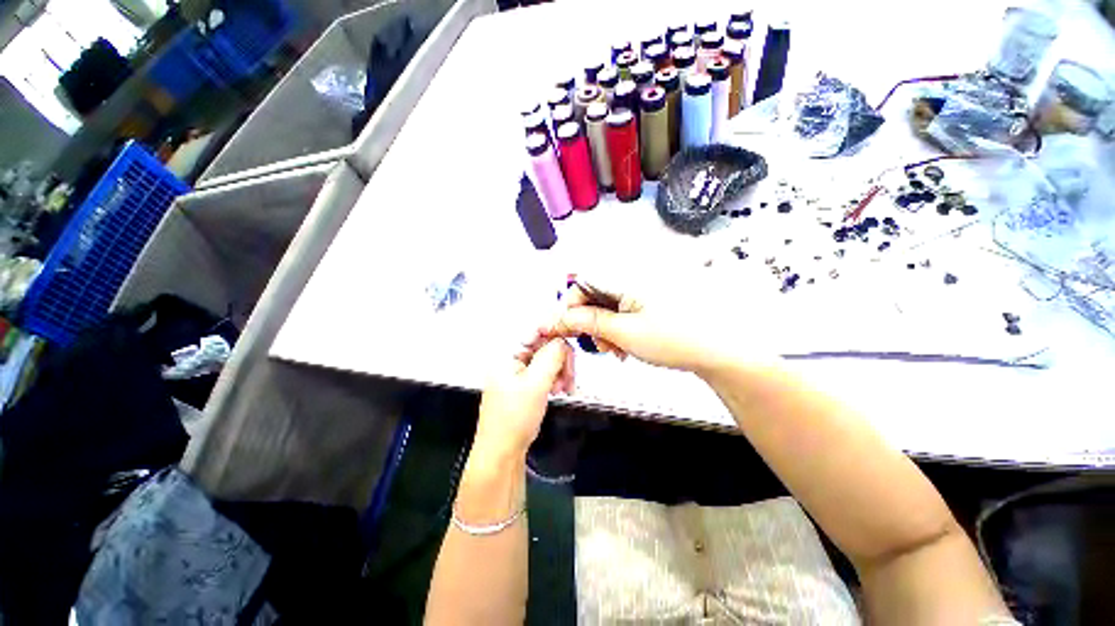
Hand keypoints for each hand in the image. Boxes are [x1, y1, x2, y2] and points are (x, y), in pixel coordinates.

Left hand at [473, 337, 573, 457]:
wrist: (503, 451)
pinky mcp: (523, 380)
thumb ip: (552, 356)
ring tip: (563, 388)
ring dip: (560, 370)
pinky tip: (558, 390)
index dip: (555, 334)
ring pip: (547, 358)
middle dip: (560, 359)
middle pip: (543, 344)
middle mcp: (509, 357)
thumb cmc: (513, 419)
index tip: (571, 344)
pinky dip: (555, 378)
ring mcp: (516, 369)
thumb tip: (563, 340)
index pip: (534, 330)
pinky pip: (544, 370)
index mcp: (505, 352)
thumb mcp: (536, 383)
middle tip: (569, 376)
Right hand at [548, 284, 768, 375]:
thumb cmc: (680, 339)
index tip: (568, 328)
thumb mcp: (625, 333)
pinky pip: (625, 308)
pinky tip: (627, 342)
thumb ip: (590, 322)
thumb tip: (564, 317)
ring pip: (610, 304)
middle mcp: (636, 275)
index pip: (583, 283)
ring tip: (616, 348)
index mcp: (628, 276)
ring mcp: (645, 287)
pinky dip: (620, 325)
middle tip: (599, 344)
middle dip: (591, 322)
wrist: (720, 349)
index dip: (571, 307)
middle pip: (596, 294)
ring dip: (606, 327)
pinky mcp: (652, 297)